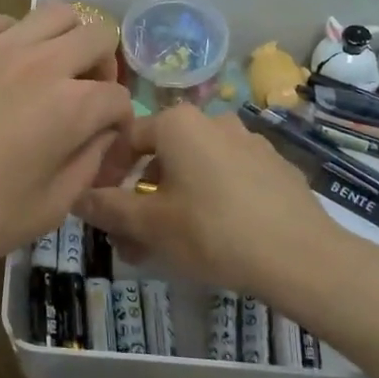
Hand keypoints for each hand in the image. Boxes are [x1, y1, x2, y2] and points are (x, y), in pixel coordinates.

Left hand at [0, 3, 131, 281]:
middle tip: (85, 96)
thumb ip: (87, 165)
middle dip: (104, 66)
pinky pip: (0, 22)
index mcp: (71, 106)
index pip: (118, 97)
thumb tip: (100, 135)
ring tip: (48, 70)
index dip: (120, 122)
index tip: (105, 143)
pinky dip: (14, 38)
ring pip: (53, 13)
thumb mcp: (48, 210)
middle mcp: (41, 63)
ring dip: (65, 39)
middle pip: (97, 35)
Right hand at [77, 106, 329, 305]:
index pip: (125, 138)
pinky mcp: (275, 167)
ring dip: (173, 203)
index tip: (100, 209)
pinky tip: (215, 238)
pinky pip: (228, 179)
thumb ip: (108, 208)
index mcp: (178, 123)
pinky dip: (209, 201)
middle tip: (132, 240)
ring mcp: (249, 142)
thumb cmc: (213, 231)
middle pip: (161, 157)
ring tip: (169, 246)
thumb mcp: (150, 224)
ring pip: (194, 171)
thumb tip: (76, 197)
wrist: (302, 256)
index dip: (105, 173)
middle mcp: (213, 121)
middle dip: (140, 198)